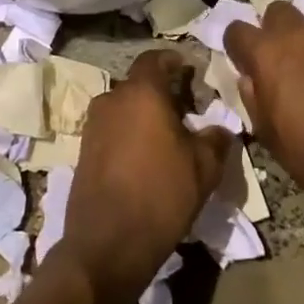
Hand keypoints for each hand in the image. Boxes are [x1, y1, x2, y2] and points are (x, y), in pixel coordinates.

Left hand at [57, 49, 234, 303]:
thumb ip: (216, 139)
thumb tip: (220, 129)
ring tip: (166, 140)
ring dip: (143, 116)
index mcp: (141, 92)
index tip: (190, 72)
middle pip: (139, 85)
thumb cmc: (161, 195)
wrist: (107, 245)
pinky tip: (144, 161)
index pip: (155, 59)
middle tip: (185, 112)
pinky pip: (112, 131)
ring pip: (124, 109)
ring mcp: (93, 126)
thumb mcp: (204, 168)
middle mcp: (112, 99)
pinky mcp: (83, 152)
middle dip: (161, 93)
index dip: (173, 61)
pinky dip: (128, 136)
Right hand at [224, 0, 303, 213]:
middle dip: (271, 29)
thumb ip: (252, 96)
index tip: (242, 63)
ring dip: (300, 41)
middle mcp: (297, 36)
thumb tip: (250, 78)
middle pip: (276, 11)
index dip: (236, 46)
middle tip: (274, 59)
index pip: (237, 30)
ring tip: (303, 72)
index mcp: (267, 52)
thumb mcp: (265, 131)